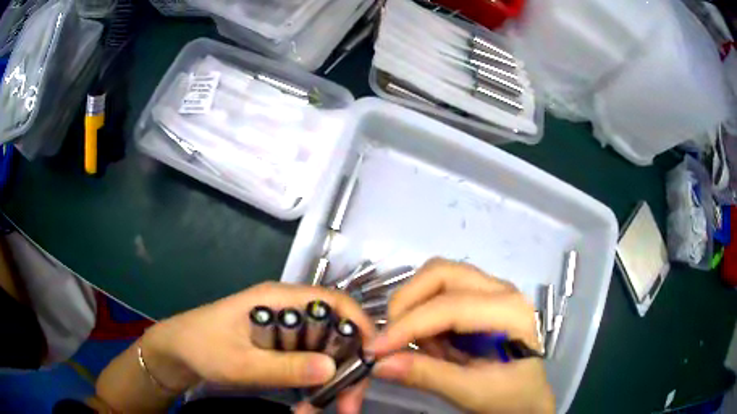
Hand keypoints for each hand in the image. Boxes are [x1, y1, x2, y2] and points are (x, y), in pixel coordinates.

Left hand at [141, 282, 375, 413]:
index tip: (372, 359)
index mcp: (279, 300)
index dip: (358, 324)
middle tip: (349, 405)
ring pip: (324, 353)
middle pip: (334, 333)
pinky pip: (309, 365)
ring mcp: (285, 331)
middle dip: (346, 369)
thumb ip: (283, 366)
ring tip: (320, 412)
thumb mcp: (239, 362)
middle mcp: (288, 311)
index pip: (332, 302)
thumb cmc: (202, 348)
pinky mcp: (280, 348)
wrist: (177, 353)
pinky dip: (314, 386)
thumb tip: (332, 368)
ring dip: (330, 383)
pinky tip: (307, 405)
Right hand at [370, 258, 554, 413]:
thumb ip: (426, 375)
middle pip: (441, 272)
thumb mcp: (469, 391)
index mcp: (510, 312)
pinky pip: (440, 288)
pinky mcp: (481, 295)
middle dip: (407, 302)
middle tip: (392, 338)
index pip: (450, 306)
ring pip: (438, 274)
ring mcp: (492, 288)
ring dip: (414, 303)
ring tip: (417, 341)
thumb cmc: (509, 396)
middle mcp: (502, 289)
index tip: (375, 348)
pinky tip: (431, 338)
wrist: (528, 396)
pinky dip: (423, 308)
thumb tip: (379, 363)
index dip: (407, 325)